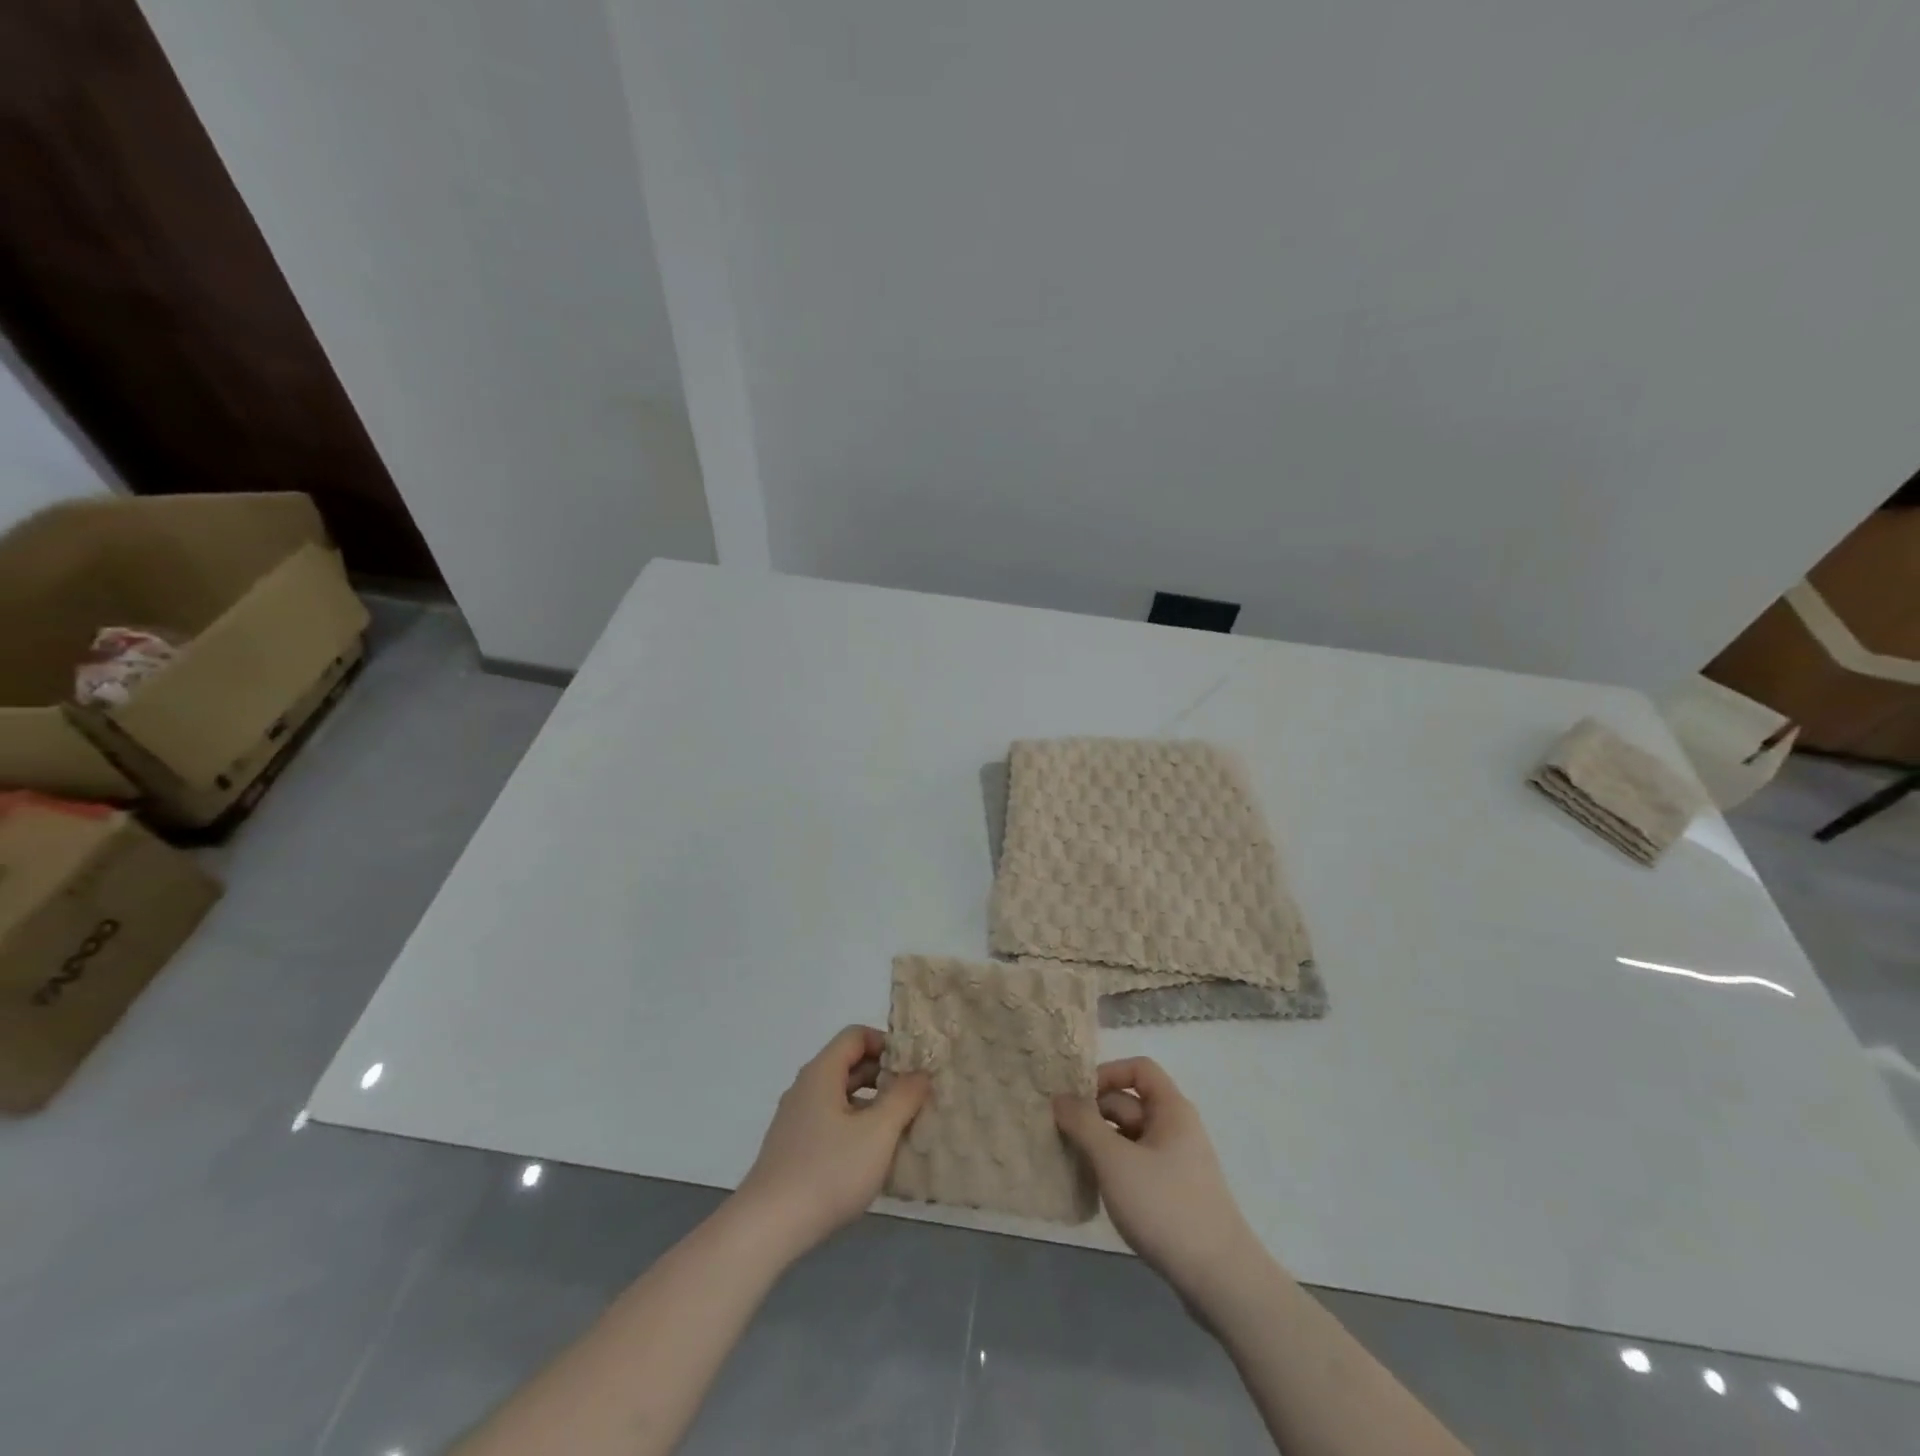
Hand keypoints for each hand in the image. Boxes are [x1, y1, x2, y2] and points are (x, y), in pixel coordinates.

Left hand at [735, 1026, 929, 1257]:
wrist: (767, 1227)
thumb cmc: (828, 1171)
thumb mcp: (877, 1133)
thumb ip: (903, 1098)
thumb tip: (920, 1074)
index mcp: (821, 1072)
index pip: (856, 1035)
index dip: (887, 1043)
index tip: (912, 1068)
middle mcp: (806, 1087)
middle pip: (848, 1063)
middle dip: (883, 1075)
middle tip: (914, 1097)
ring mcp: (796, 1118)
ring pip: (840, 1095)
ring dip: (871, 1103)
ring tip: (899, 1127)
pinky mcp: (793, 1147)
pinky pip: (830, 1120)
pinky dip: (855, 1125)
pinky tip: (871, 1155)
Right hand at [1055, 1057, 1260, 1302]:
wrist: (1219, 1279)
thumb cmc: (1165, 1206)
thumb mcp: (1115, 1161)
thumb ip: (1084, 1124)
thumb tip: (1059, 1098)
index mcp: (1171, 1110)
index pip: (1138, 1069)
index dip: (1107, 1073)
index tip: (1077, 1097)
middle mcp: (1175, 1129)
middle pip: (1130, 1103)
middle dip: (1094, 1113)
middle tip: (1060, 1131)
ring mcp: (1175, 1163)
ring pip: (1129, 1137)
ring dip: (1100, 1142)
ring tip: (1070, 1159)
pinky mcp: (1172, 1194)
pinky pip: (1135, 1165)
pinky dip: (1113, 1168)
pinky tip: (1093, 1188)